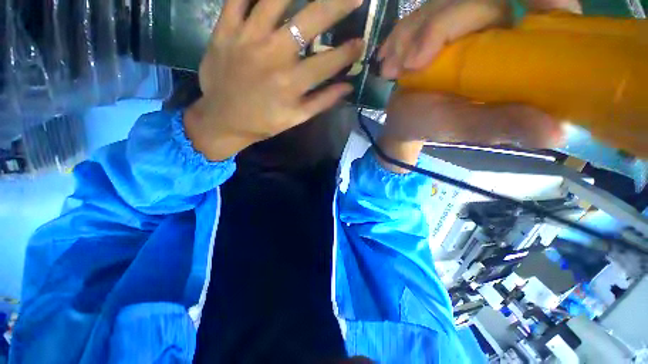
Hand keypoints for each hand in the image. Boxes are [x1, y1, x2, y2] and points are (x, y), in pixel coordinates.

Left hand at [184, 0, 363, 160]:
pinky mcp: (225, 30)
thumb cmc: (264, 122)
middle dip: (337, 5)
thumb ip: (322, 101)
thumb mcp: (296, 118)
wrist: (223, 120)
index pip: (328, 62)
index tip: (361, 42)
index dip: (348, 52)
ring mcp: (248, 38)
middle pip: (310, 20)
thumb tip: (347, 87)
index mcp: (292, 83)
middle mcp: (274, 55)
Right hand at [376, 0, 577, 171]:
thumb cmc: (430, 126)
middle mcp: (499, 33)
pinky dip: (400, 35)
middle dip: (438, 29)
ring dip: (410, 35)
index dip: (543, 2)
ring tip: (389, 70)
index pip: (546, 14)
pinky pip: (422, 14)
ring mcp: (465, 26)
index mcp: (517, 58)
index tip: (535, 3)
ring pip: (445, 3)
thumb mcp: (462, 127)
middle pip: (481, 2)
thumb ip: (500, 125)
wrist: (402, 119)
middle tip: (407, 66)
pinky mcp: (439, 26)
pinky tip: (386, 57)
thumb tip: (556, 135)